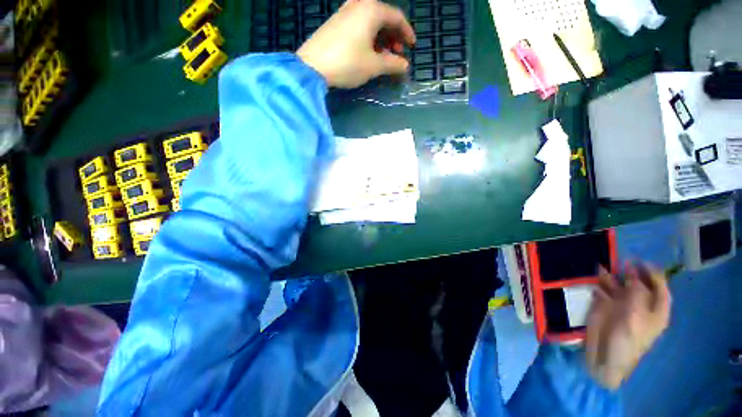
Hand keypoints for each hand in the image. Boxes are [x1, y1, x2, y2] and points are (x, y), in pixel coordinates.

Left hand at [296, 0, 415, 88]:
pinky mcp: (336, 22)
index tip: (412, 47)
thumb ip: (393, 64)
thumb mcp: (374, 66)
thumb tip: (405, 65)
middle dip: (393, 37)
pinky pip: (359, 25)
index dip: (407, 33)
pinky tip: (368, 52)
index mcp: (372, 9)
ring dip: (381, 39)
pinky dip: (368, 37)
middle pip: (383, 18)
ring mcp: (345, 11)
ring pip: (371, 22)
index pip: (397, 17)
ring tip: (384, 56)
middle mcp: (359, 4)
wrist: (312, 66)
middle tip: (397, 54)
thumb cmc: (348, 63)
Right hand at [585, 263, 671, 389]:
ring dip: (612, 276)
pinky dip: (598, 282)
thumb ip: (636, 295)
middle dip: (631, 272)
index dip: (654, 275)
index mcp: (655, 311)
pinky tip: (593, 278)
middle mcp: (639, 305)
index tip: (642, 261)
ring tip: (602, 267)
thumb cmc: (626, 341)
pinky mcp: (604, 305)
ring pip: (619, 285)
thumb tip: (634, 273)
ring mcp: (621, 305)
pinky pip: (602, 289)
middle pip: (639, 284)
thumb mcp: (635, 318)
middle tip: (620, 261)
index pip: (660, 289)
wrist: (604, 356)